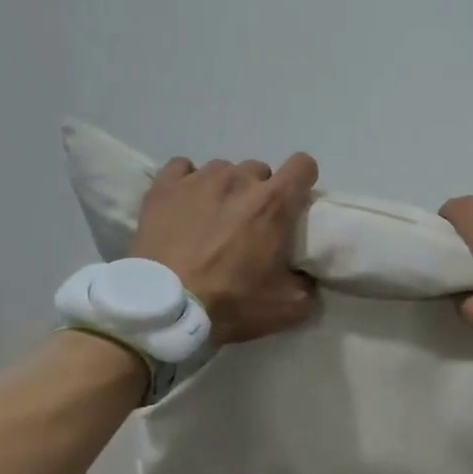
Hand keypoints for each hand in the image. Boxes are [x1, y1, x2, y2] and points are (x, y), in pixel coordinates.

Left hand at [130, 154, 319, 343]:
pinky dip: (189, 181)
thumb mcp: (288, 308)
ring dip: (227, 188)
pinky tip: (185, 202)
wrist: (166, 307)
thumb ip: (308, 287)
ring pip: (223, 170)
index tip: (296, 202)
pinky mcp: (164, 187)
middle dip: (261, 192)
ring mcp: (198, 179)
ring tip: (215, 216)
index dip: (303, 180)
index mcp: (274, 204)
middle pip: (261, 171)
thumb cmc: (231, 303)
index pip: (303, 165)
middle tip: (252, 223)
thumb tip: (308, 277)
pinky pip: (183, 167)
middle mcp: (239, 180)